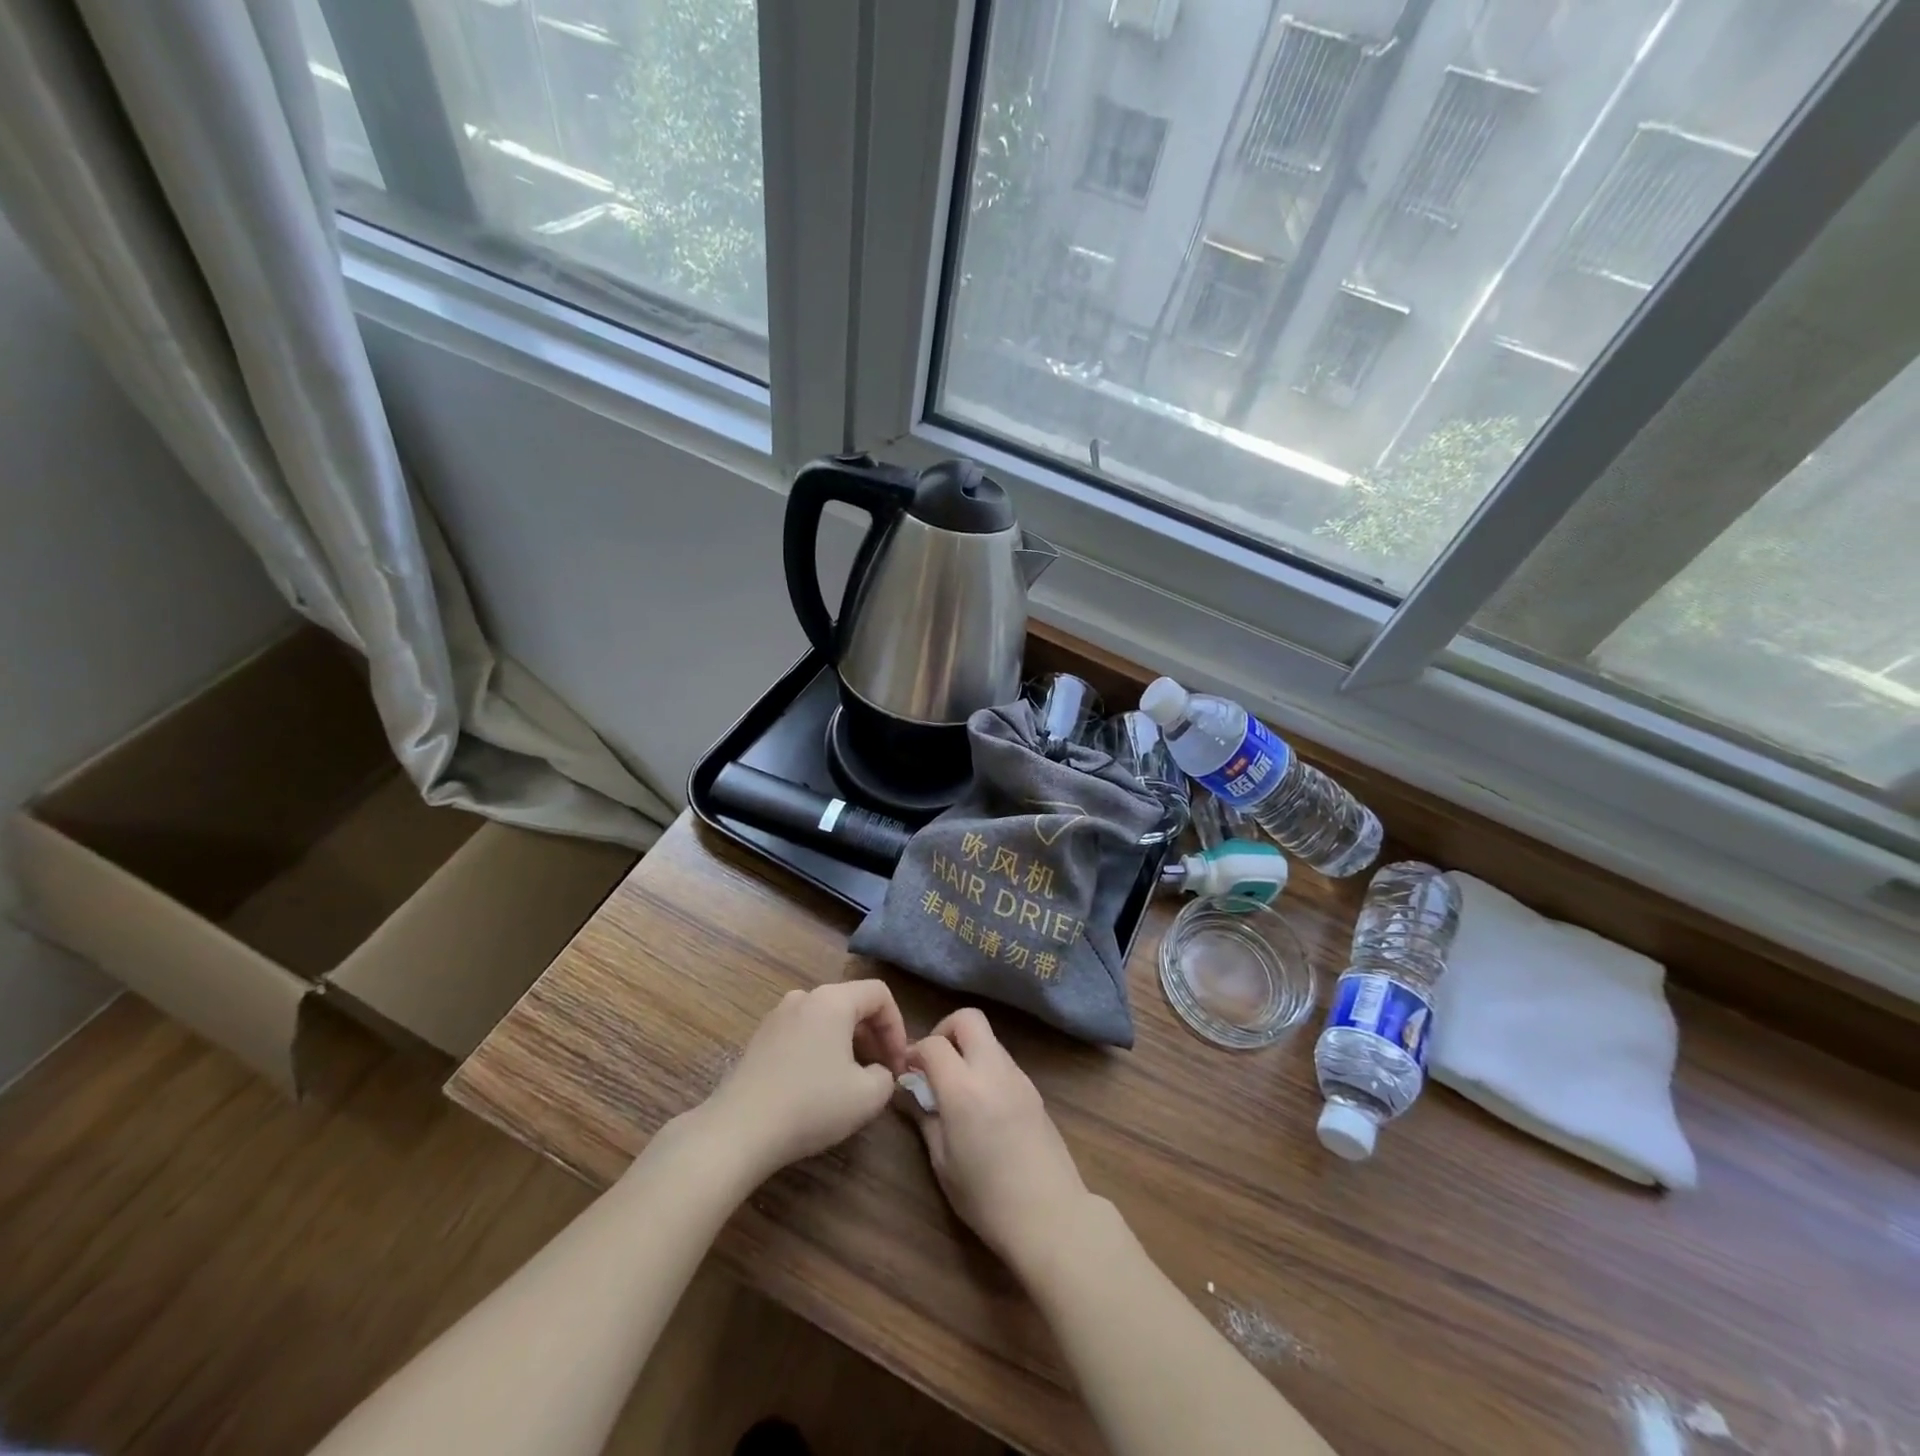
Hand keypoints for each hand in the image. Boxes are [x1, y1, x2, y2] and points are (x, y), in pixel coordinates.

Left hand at [704, 980, 908, 1180]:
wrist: (738, 1131)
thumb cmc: (810, 1105)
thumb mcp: (867, 1097)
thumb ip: (887, 1077)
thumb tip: (879, 1072)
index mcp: (832, 1000)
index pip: (879, 994)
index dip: (897, 1027)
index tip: (898, 1065)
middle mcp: (804, 997)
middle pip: (852, 1003)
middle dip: (874, 1036)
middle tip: (882, 1073)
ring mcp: (777, 1016)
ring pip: (826, 1019)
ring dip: (847, 1044)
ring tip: (852, 1081)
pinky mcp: (759, 1039)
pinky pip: (803, 1033)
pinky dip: (821, 1050)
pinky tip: (818, 1086)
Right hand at [904, 1009, 1092, 1277]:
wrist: (1051, 1215)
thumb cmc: (987, 1198)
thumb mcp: (943, 1163)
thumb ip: (925, 1118)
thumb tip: (910, 1092)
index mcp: (964, 1088)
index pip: (933, 1044)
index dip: (914, 1051)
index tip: (906, 1071)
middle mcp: (993, 1070)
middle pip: (969, 1019)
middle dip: (945, 1030)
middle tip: (934, 1063)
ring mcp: (1018, 1076)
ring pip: (988, 1038)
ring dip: (967, 1048)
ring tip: (955, 1086)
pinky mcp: (1033, 1089)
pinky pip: (1003, 1060)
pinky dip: (985, 1066)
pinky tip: (980, 1102)